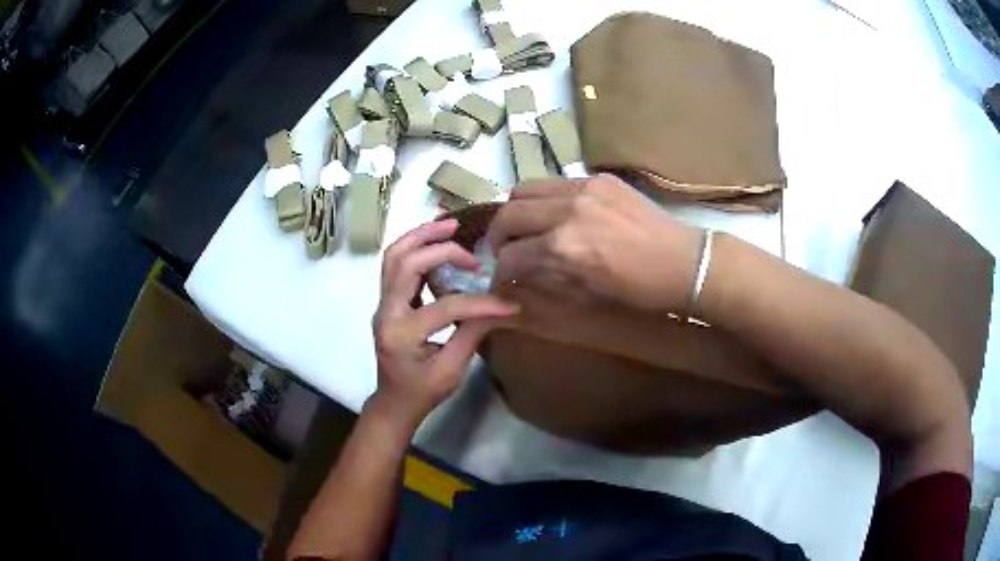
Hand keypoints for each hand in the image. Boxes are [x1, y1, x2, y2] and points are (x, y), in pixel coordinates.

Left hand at [372, 220, 519, 427]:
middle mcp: (386, 313)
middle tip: (466, 238)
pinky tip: (434, 241)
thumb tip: (503, 306)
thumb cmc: (423, 392)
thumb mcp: (452, 370)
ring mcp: (382, 304)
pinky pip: (394, 265)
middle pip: (404, 264)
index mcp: (402, 334)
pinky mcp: (386, 301)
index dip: (481, 303)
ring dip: (419, 236)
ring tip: (448, 225)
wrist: (394, 402)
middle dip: (438, 247)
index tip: (509, 303)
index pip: (445, 307)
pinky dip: (414, 247)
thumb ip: (473, 334)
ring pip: (393, 257)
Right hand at [486, 174, 703, 312]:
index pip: (511, 255)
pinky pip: (555, 183)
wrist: (685, 262)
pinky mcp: (598, 178)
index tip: (501, 278)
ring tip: (523, 228)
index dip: (500, 271)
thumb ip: (546, 281)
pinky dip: (544, 199)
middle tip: (504, 250)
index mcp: (563, 247)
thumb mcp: (587, 295)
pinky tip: (555, 215)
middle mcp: (566, 210)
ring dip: (515, 211)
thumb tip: (517, 278)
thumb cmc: (639, 291)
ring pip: (525, 189)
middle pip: (508, 213)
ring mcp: (583, 188)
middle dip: (498, 236)